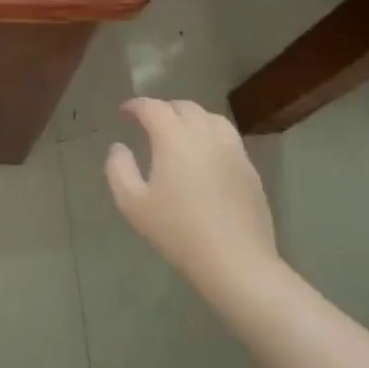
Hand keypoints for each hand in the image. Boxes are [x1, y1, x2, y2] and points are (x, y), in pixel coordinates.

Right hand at [105, 98, 280, 297]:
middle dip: (163, 108)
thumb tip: (119, 148)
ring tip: (178, 132)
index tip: (124, 112)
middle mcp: (206, 135)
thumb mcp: (132, 203)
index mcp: (174, 138)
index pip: (153, 108)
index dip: (136, 105)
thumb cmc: (178, 231)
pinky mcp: (250, 169)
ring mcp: (233, 151)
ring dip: (190, 117)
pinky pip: (227, 138)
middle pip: (184, 107)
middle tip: (148, 122)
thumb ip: (118, 169)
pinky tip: (204, 155)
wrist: (236, 261)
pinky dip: (210, 134)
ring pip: (211, 118)